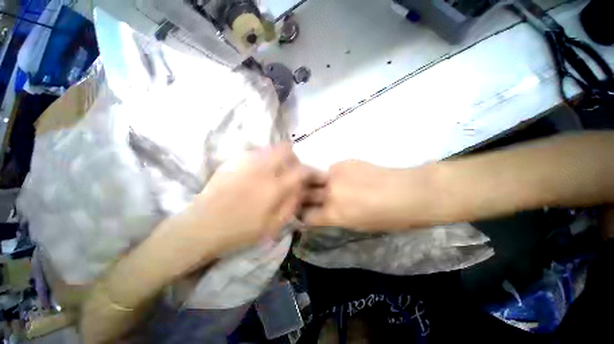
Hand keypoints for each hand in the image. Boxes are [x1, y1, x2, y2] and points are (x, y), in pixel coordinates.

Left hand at [185, 143, 325, 251]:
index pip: (301, 170)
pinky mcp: (234, 160)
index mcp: (274, 188)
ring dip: (279, 157)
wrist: (202, 226)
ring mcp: (246, 161)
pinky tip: (258, 172)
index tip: (313, 175)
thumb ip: (292, 204)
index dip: (311, 171)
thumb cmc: (240, 231)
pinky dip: (264, 158)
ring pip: (271, 148)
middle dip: (294, 159)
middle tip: (291, 171)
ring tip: (274, 172)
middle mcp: (262, 169)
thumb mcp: (273, 226)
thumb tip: (302, 189)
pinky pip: (256, 152)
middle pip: (286, 150)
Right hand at [303, 160, 434, 230]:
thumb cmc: (387, 218)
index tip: (305, 212)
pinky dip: (335, 175)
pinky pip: (332, 169)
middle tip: (309, 197)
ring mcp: (336, 174)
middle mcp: (329, 192)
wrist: (407, 192)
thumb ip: (335, 217)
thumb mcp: (356, 225)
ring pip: (316, 178)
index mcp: (333, 214)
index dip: (303, 214)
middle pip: (305, 193)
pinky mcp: (344, 161)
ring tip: (330, 185)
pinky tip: (348, 177)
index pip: (305, 215)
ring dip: (318, 183)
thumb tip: (323, 210)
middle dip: (303, 196)